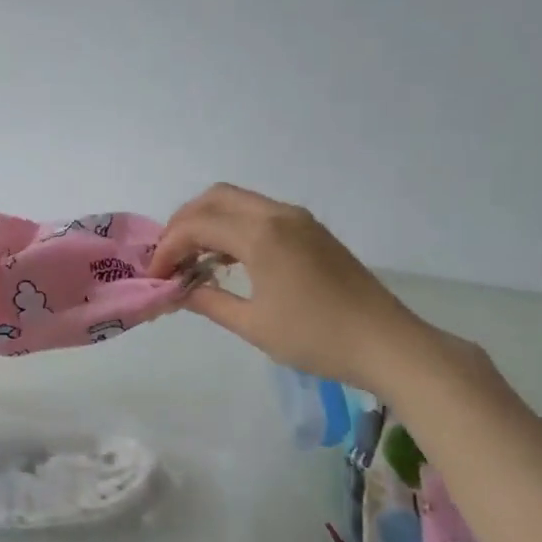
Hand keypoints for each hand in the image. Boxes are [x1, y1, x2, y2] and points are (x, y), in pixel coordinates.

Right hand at [148, 183, 421, 389]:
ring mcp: (299, 219)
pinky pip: (260, 214)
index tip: (155, 277)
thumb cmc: (316, 338)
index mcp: (261, 235)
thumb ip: (208, 301)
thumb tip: (177, 292)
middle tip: (169, 258)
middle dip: (183, 223)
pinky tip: (227, 261)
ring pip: (238, 202)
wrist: (386, 343)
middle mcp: (278, 215)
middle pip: (215, 198)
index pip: (197, 225)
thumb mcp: (253, 325)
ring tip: (192, 260)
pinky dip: (234, 227)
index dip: (168, 248)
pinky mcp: (312, 231)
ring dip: (209, 222)